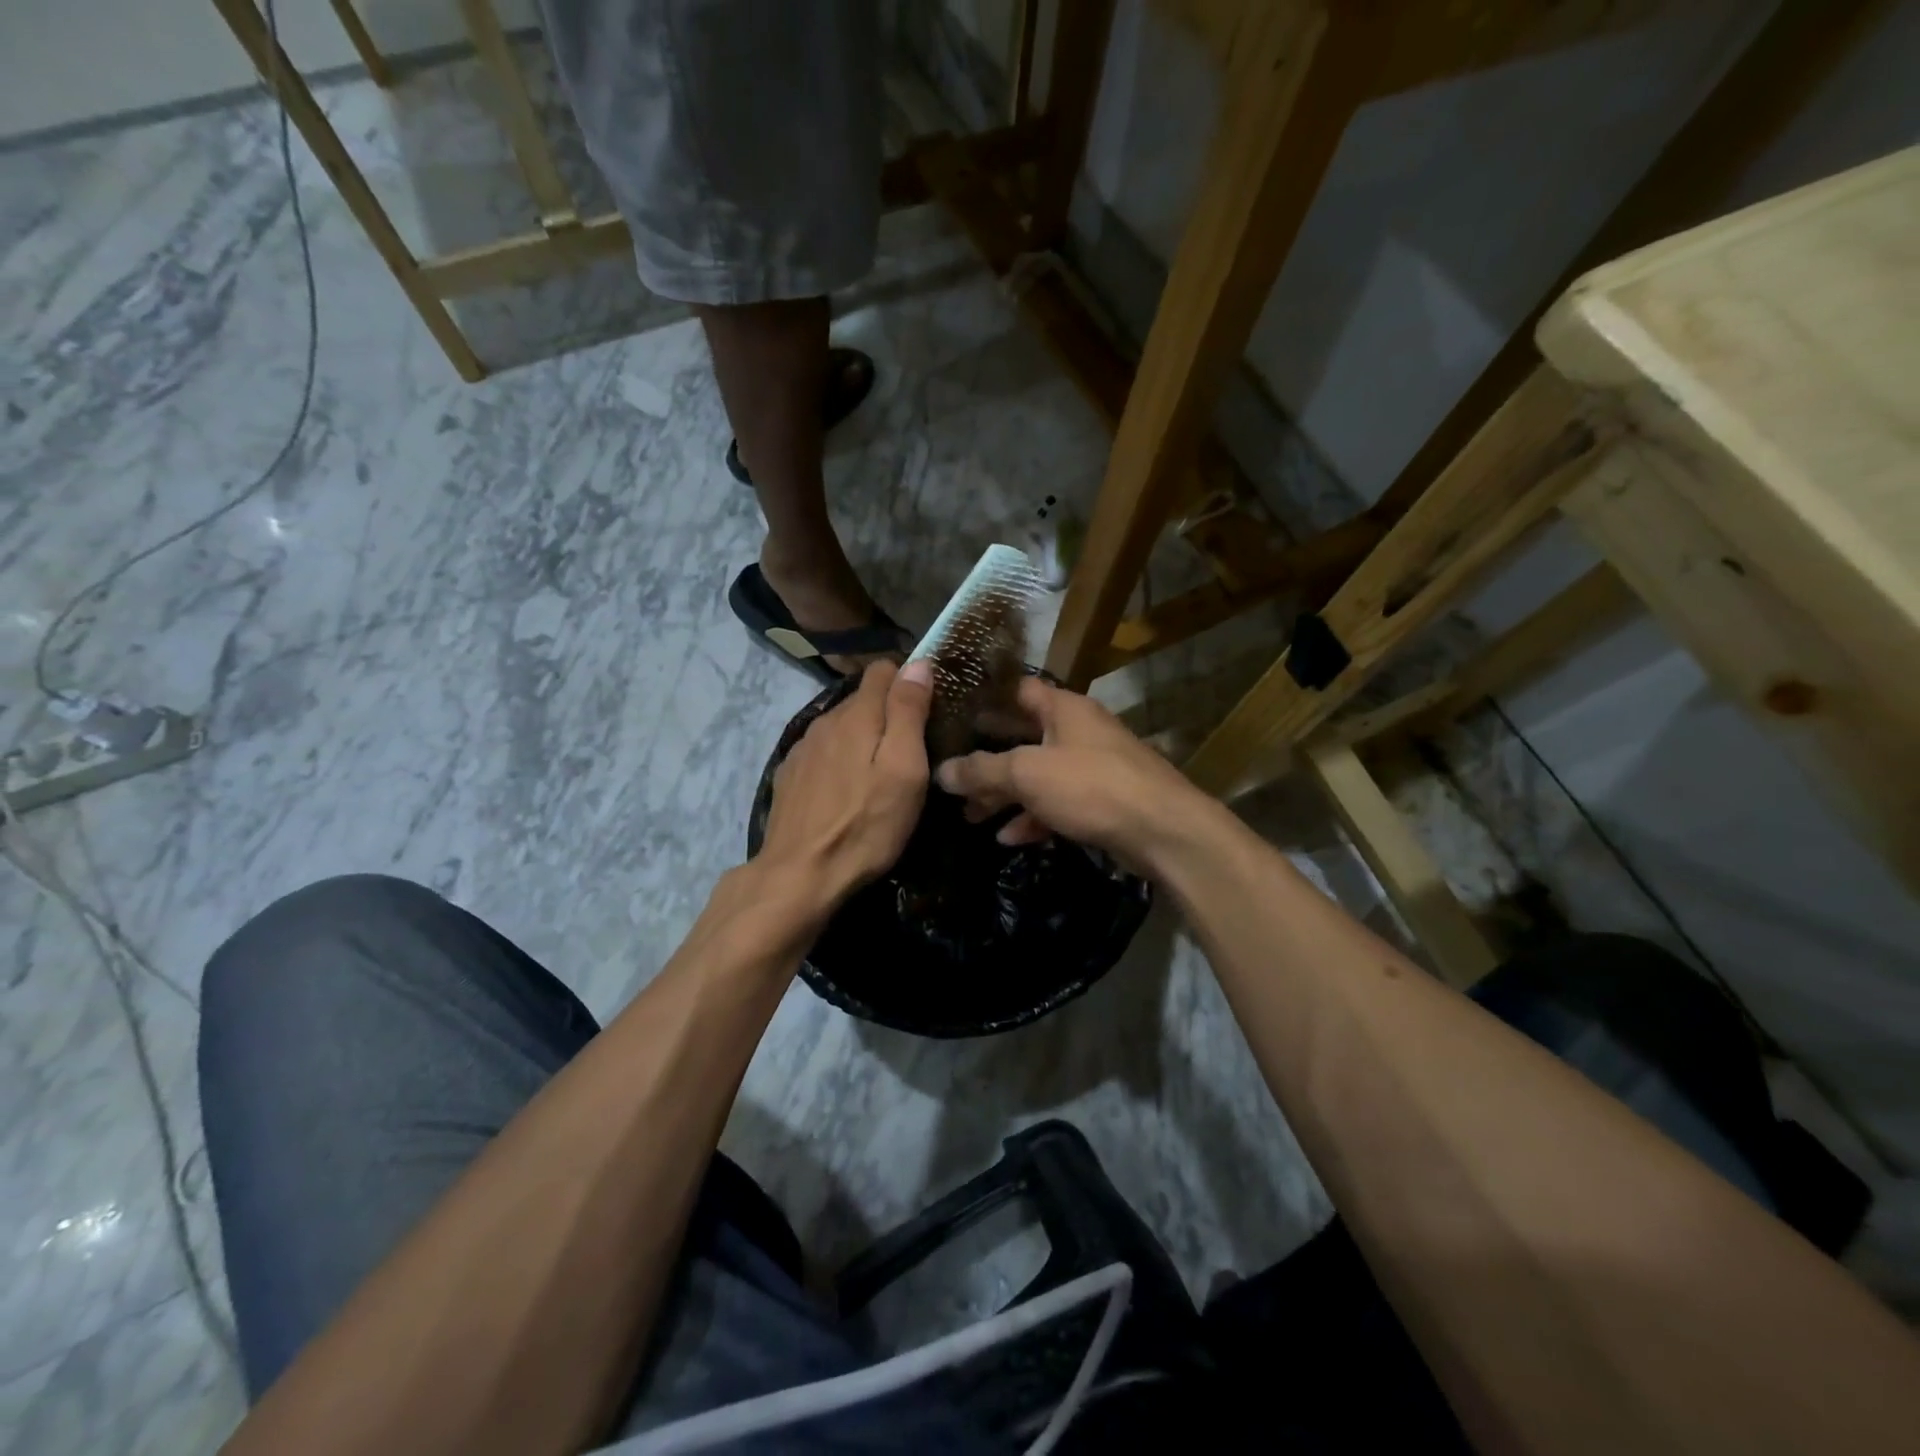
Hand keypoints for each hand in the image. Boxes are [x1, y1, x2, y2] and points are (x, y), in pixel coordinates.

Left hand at [755, 660, 934, 918]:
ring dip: (862, 739)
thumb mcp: (904, 769)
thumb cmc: (866, 824)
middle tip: (911, 751)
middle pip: (862, 700)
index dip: (908, 682)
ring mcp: (803, 749)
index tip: (927, 710)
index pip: (883, 670)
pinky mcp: (790, 776)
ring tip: (879, 775)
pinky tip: (847, 792)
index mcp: (856, 715)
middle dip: (888, 714)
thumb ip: (908, 712)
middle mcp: (825, 721)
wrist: (800, 875)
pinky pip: (823, 752)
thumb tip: (917, 663)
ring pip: (841, 727)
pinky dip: (839, 761)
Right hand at [933, 677, 1209, 868]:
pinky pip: (1057, 803)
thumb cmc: (1091, 786)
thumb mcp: (1027, 774)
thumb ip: (981, 771)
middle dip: (987, 758)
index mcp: (1063, 708)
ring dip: (1005, 794)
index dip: (985, 700)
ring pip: (1037, 775)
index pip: (1017, 690)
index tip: (952, 714)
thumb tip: (941, 771)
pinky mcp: (1101, 800)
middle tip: (952, 774)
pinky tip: (1008, 838)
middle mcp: (1078, 730)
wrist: (1162, 830)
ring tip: (971, 815)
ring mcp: (1091, 766)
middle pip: (1022, 737)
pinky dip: (1032, 817)